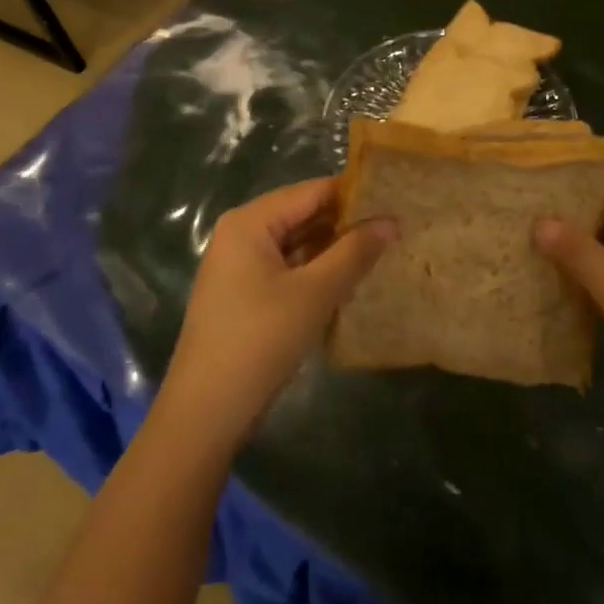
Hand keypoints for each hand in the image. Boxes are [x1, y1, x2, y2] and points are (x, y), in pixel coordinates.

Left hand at [163, 178, 396, 448]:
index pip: (311, 191)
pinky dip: (315, 271)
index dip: (354, 194)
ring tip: (382, 250)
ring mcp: (239, 265)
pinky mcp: (244, 294)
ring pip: (296, 243)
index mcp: (250, 221)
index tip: (396, 200)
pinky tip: (349, 281)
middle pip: (302, 214)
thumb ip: (354, 253)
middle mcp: (241, 233)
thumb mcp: (314, 293)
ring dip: (333, 249)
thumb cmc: (260, 341)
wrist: (206, 412)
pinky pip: (287, 268)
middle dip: (345, 222)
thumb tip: (391, 221)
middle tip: (396, 228)